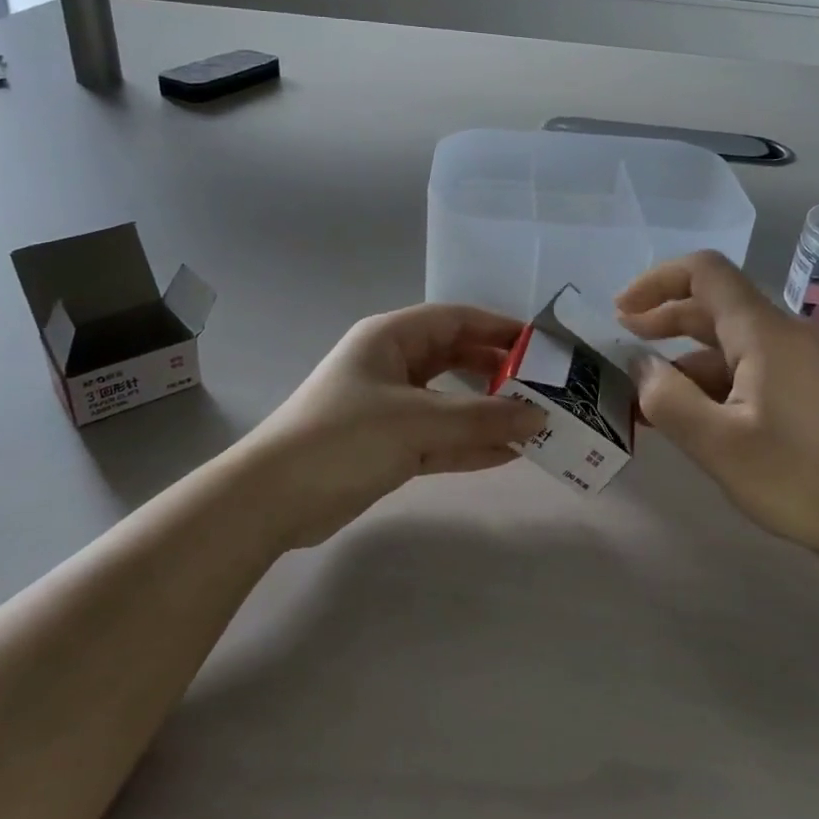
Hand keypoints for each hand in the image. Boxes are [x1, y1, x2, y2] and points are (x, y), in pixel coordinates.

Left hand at [240, 304, 545, 547]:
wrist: (274, 498)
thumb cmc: (344, 437)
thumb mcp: (416, 421)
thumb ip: (480, 418)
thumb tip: (538, 416)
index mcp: (390, 338)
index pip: (455, 320)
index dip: (498, 328)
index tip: (541, 346)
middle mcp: (392, 366)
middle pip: (456, 359)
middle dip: (498, 373)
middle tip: (544, 388)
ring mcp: (391, 408)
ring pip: (451, 403)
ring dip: (488, 414)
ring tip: (536, 424)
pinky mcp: (389, 446)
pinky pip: (440, 438)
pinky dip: (470, 445)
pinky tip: (508, 454)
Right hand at [616, 251, 818, 561]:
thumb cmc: (796, 479)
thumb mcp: (716, 444)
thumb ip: (667, 398)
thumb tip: (642, 367)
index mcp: (763, 332)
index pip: (704, 272)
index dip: (656, 281)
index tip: (621, 311)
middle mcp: (782, 333)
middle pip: (714, 303)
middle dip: (663, 318)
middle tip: (622, 343)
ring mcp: (798, 360)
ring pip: (728, 339)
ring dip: (683, 357)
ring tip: (647, 394)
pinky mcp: (804, 386)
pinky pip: (747, 365)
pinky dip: (711, 379)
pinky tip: (690, 414)